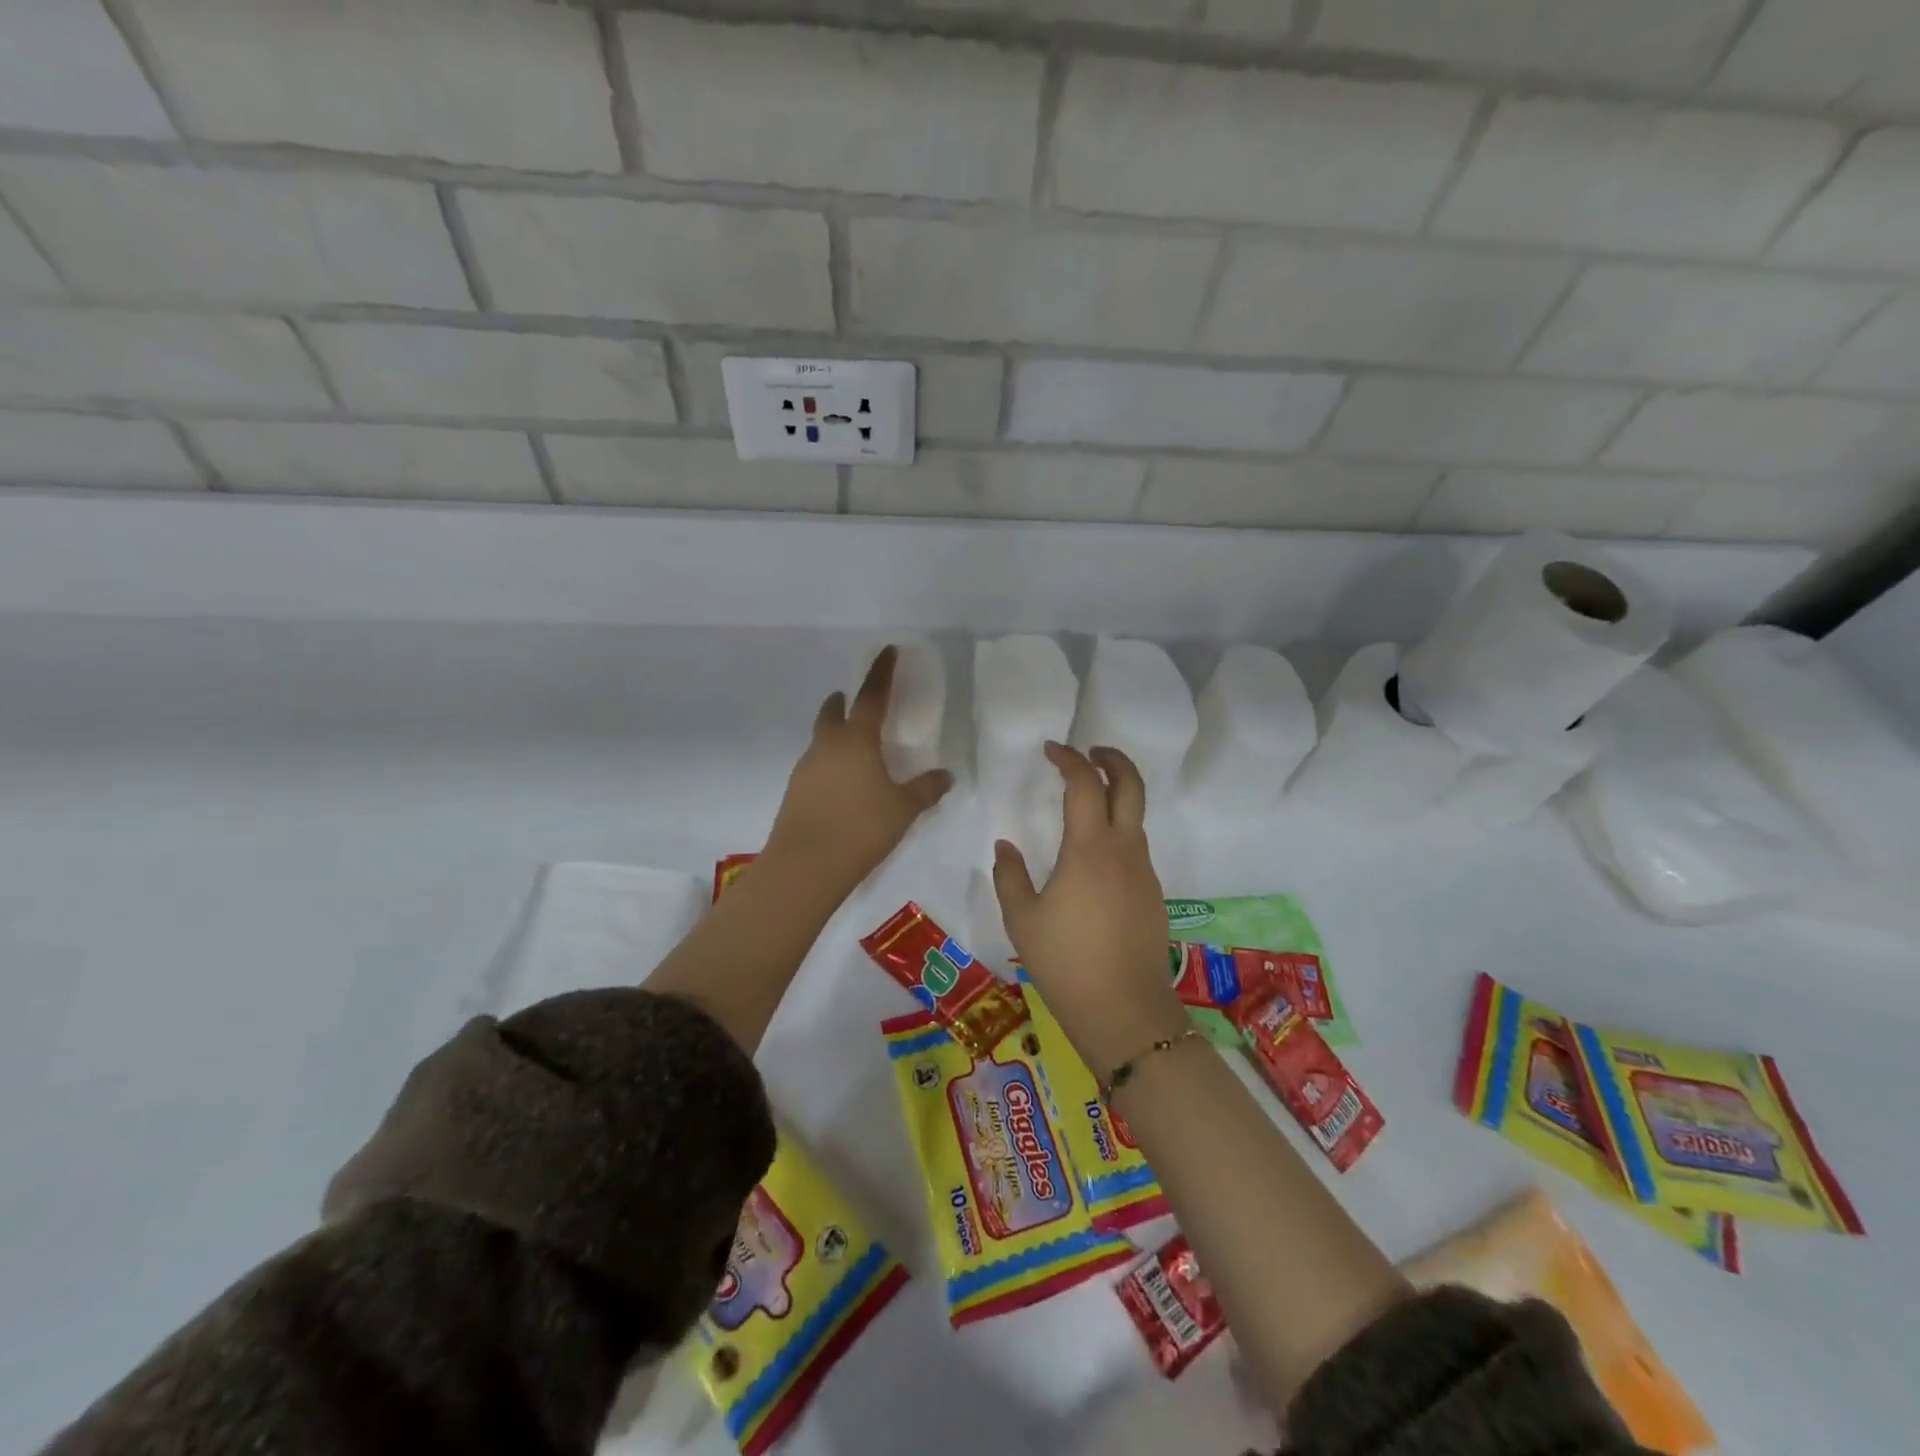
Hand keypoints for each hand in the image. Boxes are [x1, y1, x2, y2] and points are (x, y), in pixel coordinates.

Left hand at [764, 646, 951, 894]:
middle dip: (843, 702)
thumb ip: (925, 789)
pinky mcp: (795, 792)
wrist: (805, 866)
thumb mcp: (903, 809)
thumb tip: (946, 776)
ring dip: (834, 733)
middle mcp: (827, 747)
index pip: (871, 697)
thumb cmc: (861, 828)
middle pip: (832, 713)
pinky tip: (841, 783)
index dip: (882, 673)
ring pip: (820, 740)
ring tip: (853, 746)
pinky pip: (815, 765)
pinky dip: (828, 763)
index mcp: (856, 740)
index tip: (888, 651)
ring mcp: (806, 769)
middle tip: (852, 698)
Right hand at [993, 743, 1185, 1080]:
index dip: (1069, 759)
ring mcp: (1144, 872)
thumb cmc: (1065, 962)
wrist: (1125, 1011)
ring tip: (1085, 804)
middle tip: (1089, 752)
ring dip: (1116, 796)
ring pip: (1136, 817)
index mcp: (1090, 849)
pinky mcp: (1153, 894)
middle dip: (1113, 759)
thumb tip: (1005, 845)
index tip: (1051, 750)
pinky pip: (1135, 848)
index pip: (1085, 783)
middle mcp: (1124, 850)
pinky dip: (1118, 832)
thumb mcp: (1022, 919)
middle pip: (1131, 785)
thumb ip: (1010, 876)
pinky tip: (1093, 858)